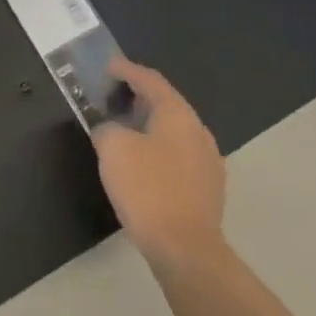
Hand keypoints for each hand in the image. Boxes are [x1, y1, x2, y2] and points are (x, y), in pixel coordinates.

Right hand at [93, 58, 227, 272]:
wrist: (185, 249)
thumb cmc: (148, 189)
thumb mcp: (113, 149)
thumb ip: (107, 128)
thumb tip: (111, 130)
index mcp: (178, 114)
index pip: (151, 80)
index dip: (127, 70)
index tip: (108, 66)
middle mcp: (198, 131)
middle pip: (165, 103)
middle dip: (138, 97)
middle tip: (111, 96)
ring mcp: (208, 161)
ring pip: (173, 131)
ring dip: (148, 125)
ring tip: (123, 129)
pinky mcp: (207, 188)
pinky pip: (177, 155)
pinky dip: (157, 149)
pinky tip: (141, 164)